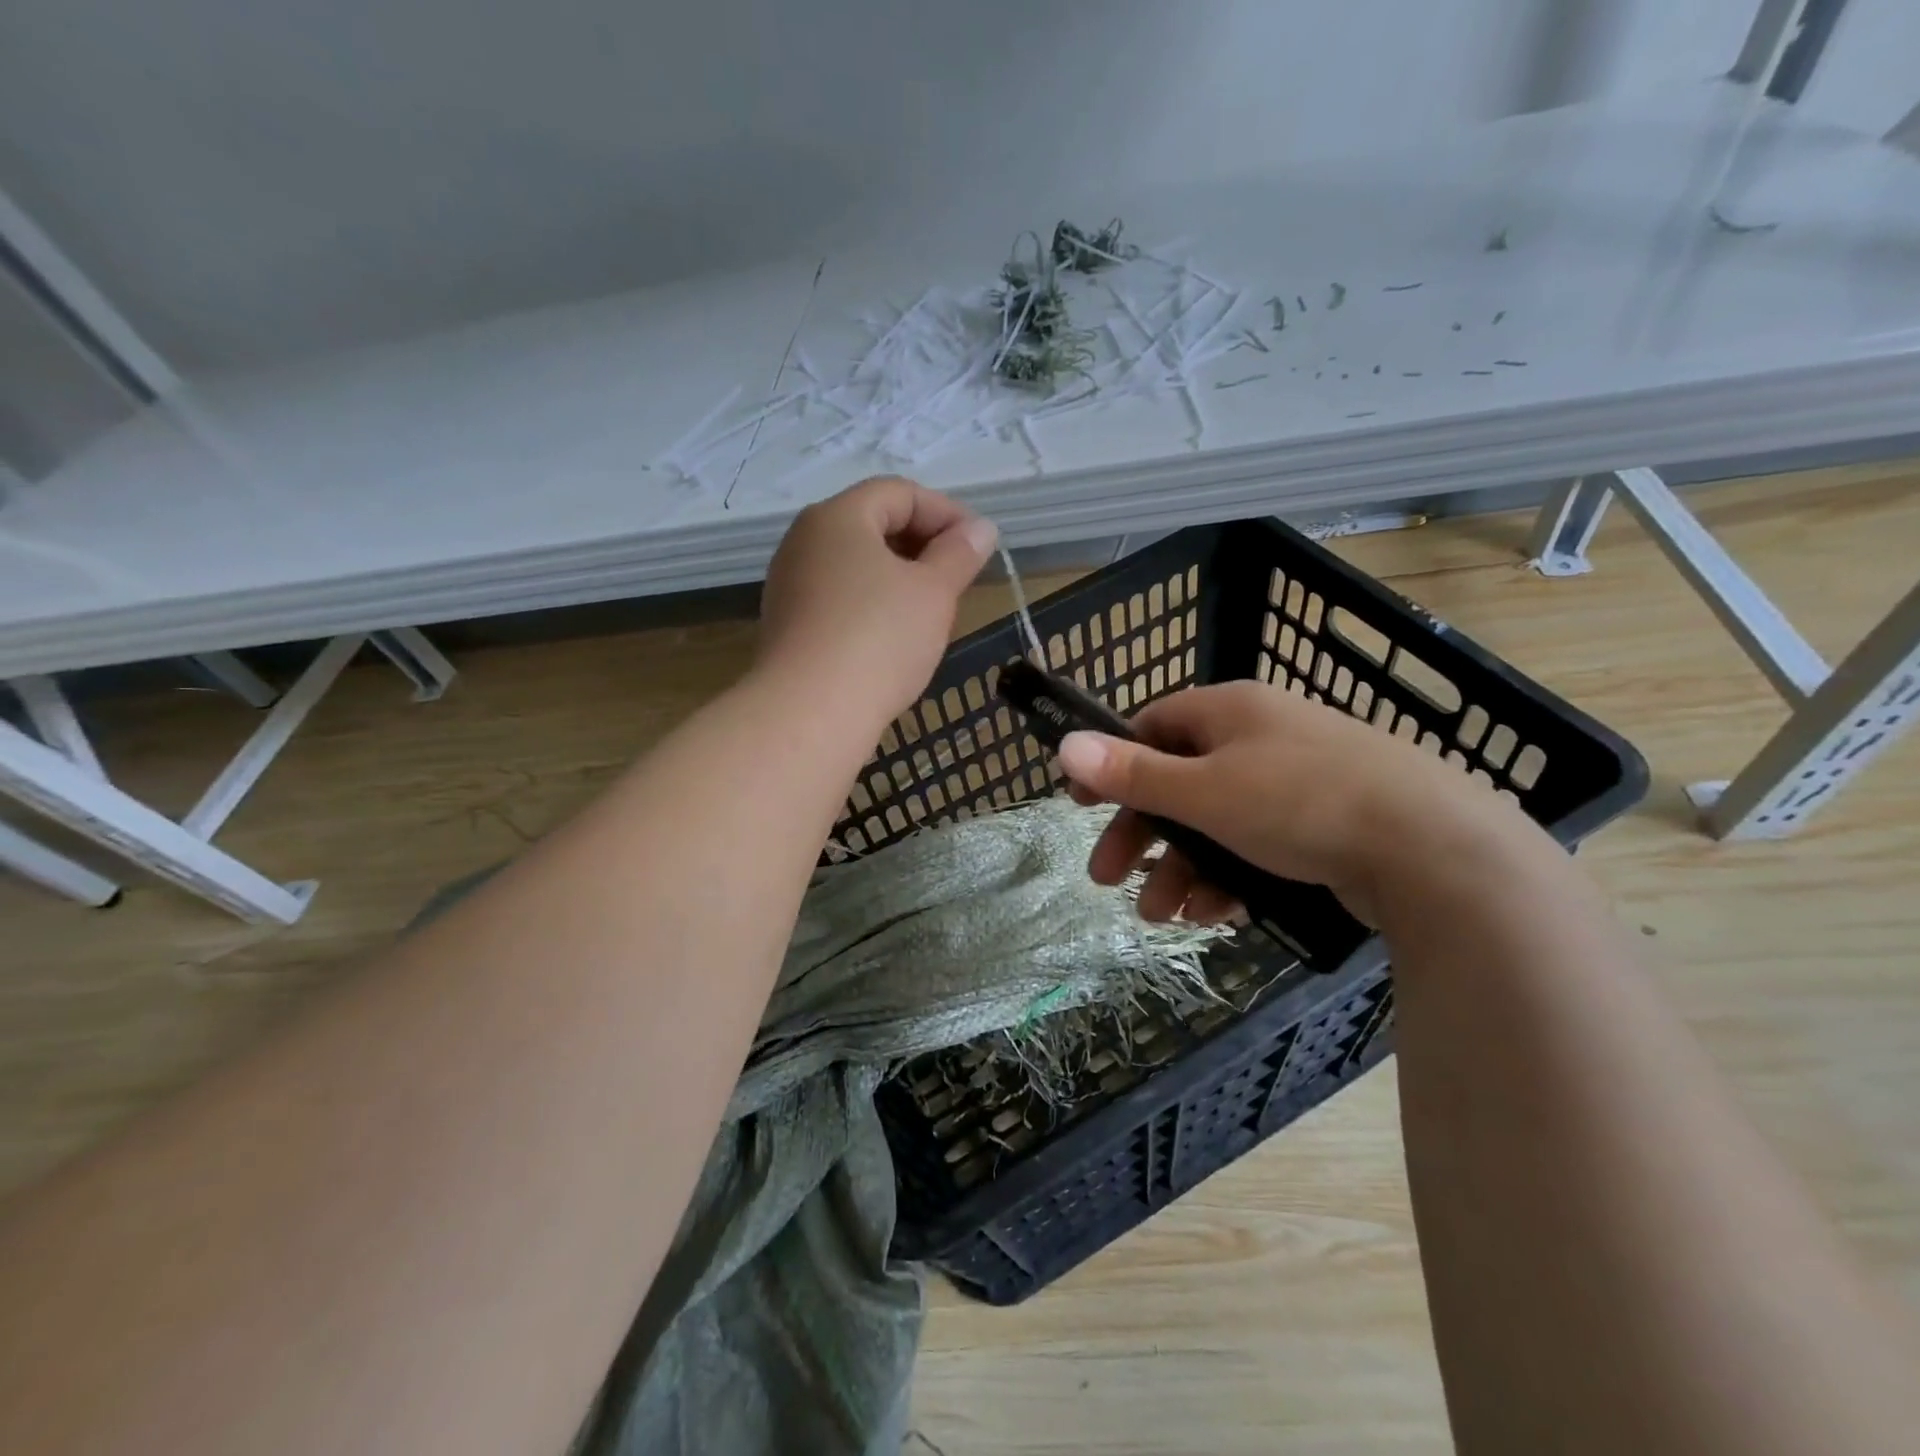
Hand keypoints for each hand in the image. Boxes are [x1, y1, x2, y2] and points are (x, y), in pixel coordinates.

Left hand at [758, 477, 997, 726]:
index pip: (899, 492)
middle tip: (958, 579)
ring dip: (899, 578)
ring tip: (931, 611)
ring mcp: (790, 584)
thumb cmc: (879, 639)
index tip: (979, 546)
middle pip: (873, 525)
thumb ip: (960, 554)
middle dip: (923, 545)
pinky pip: (839, 597)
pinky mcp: (789, 625)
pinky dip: (873, 604)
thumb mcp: (934, 592)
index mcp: (837, 517)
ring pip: (856, 565)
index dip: (946, 512)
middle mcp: (804, 541)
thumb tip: (980, 529)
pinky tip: (894, 639)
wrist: (810, 713)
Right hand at [1058, 680, 1528, 923]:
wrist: (1434, 849)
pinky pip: (1255, 845)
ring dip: (1181, 868)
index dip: (1112, 763)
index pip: (1152, 726)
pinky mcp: (1323, 824)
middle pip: (1178, 782)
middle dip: (1141, 834)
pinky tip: (1214, 914)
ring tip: (1162, 916)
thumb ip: (1132, 773)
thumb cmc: (1301, 803)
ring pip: (1215, 823)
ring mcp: (1295, 781)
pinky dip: (1227, 877)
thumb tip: (1065, 744)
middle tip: (1106, 877)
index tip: (1080, 804)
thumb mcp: (1204, 791)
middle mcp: (1259, 736)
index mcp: (1229, 711)